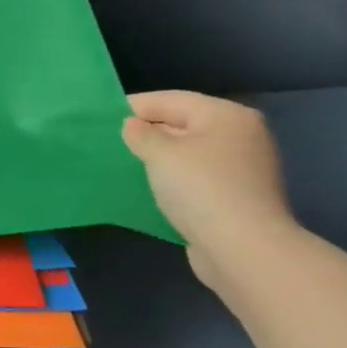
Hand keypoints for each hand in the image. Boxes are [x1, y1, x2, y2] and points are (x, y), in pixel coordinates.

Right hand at [122, 91, 296, 284]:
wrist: (242, 248)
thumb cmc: (200, 188)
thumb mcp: (160, 153)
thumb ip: (141, 134)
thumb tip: (134, 126)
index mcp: (227, 115)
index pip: (172, 99)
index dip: (135, 106)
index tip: (102, 115)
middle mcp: (241, 136)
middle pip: (184, 124)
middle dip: (149, 131)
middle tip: (112, 140)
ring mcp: (243, 168)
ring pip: (190, 152)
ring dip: (161, 157)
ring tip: (127, 163)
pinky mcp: (238, 196)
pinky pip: (197, 177)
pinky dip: (174, 178)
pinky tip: (152, 186)